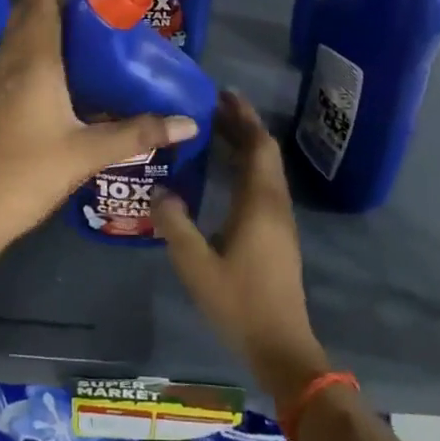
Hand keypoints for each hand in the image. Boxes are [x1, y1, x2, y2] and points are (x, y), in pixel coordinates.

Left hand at [0, 0, 199, 249]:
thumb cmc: (31, 172)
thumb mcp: (89, 152)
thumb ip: (138, 134)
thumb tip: (188, 121)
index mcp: (36, 67)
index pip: (41, 10)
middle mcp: (16, 68)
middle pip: (23, 17)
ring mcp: (3, 87)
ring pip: (14, 36)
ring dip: (24, 10)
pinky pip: (13, 56)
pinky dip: (24, 38)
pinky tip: (34, 49)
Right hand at [153, 91, 329, 405]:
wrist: (280, 345)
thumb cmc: (239, 302)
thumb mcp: (196, 265)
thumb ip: (175, 225)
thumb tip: (159, 192)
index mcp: (259, 203)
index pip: (258, 146)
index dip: (243, 117)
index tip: (223, 94)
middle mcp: (274, 204)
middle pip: (264, 152)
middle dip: (242, 126)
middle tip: (213, 107)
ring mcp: (280, 221)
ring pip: (266, 169)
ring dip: (245, 146)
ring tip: (215, 132)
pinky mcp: (278, 235)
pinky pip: (264, 186)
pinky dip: (246, 167)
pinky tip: (224, 174)